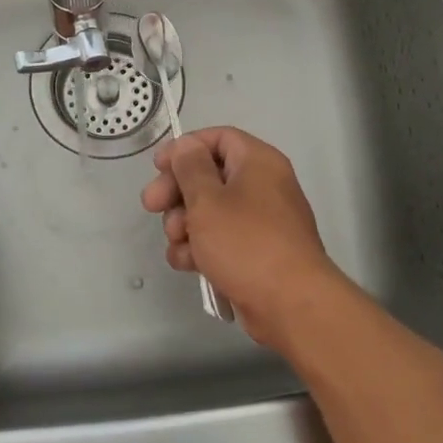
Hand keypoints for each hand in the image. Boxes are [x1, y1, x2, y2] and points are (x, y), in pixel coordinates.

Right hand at [140, 127, 341, 343]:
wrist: (290, 304)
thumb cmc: (246, 243)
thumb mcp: (208, 200)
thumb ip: (190, 168)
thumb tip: (186, 145)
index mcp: (258, 162)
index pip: (219, 138)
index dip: (186, 148)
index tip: (159, 166)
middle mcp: (262, 186)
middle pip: (209, 175)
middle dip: (177, 192)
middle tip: (151, 206)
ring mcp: (259, 222)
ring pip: (210, 211)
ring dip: (184, 225)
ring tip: (178, 242)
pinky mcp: (254, 253)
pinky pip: (220, 240)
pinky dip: (201, 249)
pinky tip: (188, 264)